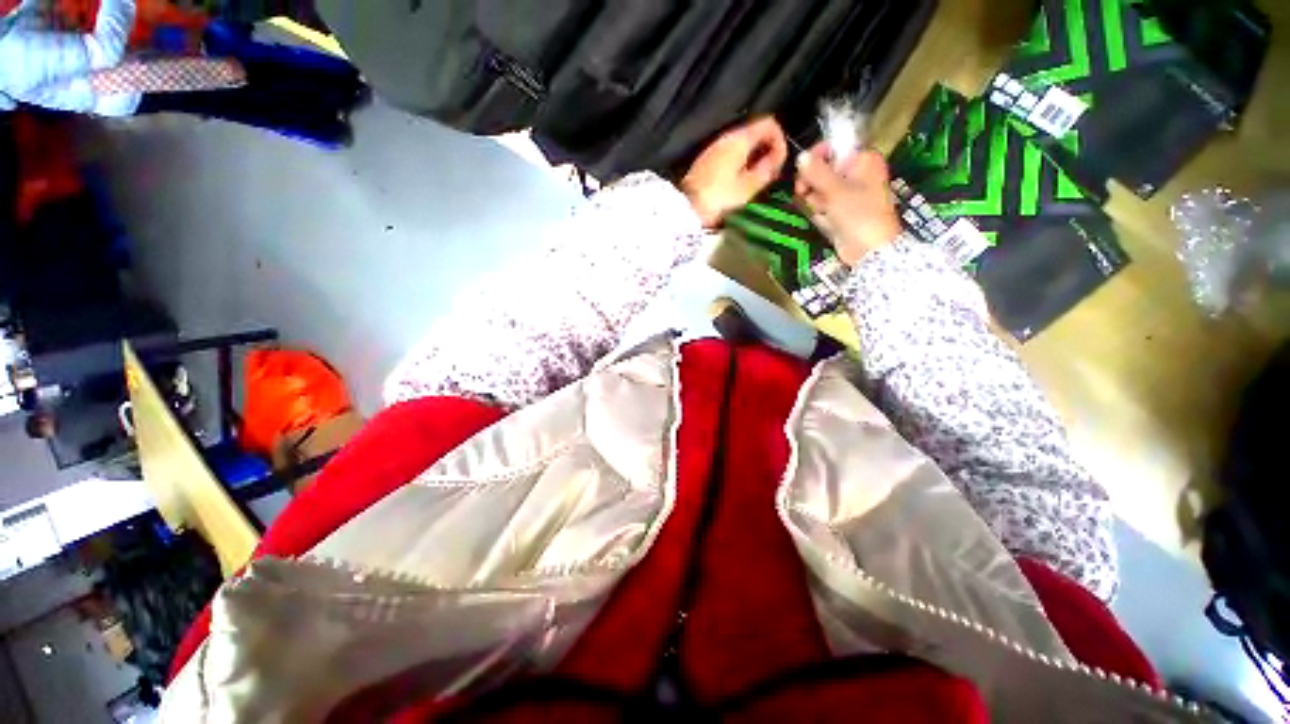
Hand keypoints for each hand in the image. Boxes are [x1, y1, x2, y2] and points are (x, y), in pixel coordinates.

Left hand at [681, 116, 787, 226]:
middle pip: (755, 133)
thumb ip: (766, 170)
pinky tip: (740, 183)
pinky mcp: (707, 161)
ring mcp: (714, 148)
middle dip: (767, 151)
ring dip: (753, 159)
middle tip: (770, 174)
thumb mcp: (748, 187)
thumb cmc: (719, 197)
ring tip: (756, 181)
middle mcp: (727, 137)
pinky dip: (740, 164)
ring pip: (742, 145)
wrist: (687, 209)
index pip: (769, 123)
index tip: (779, 163)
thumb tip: (774, 160)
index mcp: (740, 139)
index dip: (779, 140)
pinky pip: (730, 155)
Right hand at [794, 143, 902, 265]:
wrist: (868, 250)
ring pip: (818, 189)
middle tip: (804, 192)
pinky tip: (823, 219)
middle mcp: (855, 172)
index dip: (815, 157)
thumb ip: (816, 172)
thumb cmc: (858, 214)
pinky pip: (821, 205)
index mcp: (862, 159)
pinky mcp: (839, 210)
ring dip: (814, 201)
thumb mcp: (835, 190)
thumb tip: (800, 156)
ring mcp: (846, 193)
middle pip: (822, 169)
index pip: (833, 147)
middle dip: (811, 183)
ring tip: (822, 211)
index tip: (802, 170)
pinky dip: (819, 212)